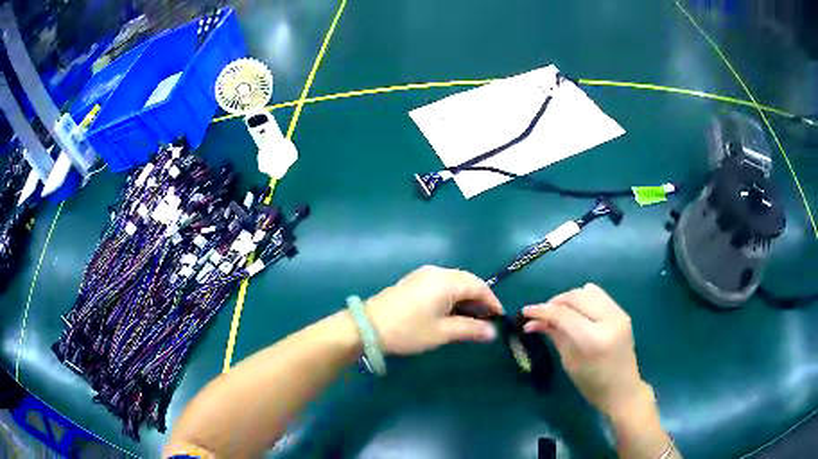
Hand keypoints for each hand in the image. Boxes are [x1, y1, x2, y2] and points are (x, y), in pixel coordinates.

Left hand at [366, 266, 503, 354]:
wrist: (367, 327)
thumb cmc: (408, 330)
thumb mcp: (442, 333)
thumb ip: (470, 330)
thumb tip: (493, 332)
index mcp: (447, 281)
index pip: (479, 286)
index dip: (492, 302)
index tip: (499, 319)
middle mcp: (437, 272)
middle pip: (468, 282)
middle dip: (480, 300)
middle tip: (486, 321)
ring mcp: (423, 275)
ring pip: (454, 283)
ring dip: (466, 299)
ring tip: (471, 320)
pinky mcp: (413, 281)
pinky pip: (441, 285)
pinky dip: (452, 297)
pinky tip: (451, 313)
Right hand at [522, 284, 650, 418]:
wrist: (623, 390)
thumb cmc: (592, 384)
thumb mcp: (569, 362)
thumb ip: (555, 335)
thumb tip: (533, 322)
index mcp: (594, 339)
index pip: (564, 314)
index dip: (542, 310)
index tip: (525, 311)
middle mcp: (609, 320)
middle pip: (576, 297)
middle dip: (555, 302)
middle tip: (541, 314)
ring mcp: (618, 314)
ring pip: (588, 291)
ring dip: (569, 298)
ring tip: (557, 311)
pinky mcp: (622, 313)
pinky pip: (599, 295)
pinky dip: (583, 297)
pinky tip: (575, 309)